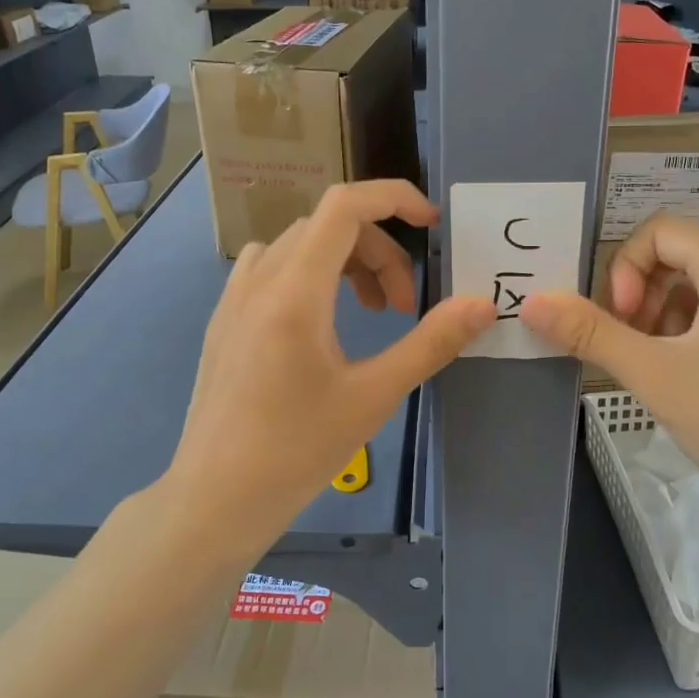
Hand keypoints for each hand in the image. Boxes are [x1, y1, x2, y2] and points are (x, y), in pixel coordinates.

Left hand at [163, 181, 495, 556]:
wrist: (215, 499)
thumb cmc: (297, 450)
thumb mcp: (374, 396)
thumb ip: (431, 342)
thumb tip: (483, 305)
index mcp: (295, 290)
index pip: (345, 206)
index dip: (394, 199)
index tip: (431, 224)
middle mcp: (259, 279)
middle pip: (328, 226)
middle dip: (379, 252)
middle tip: (403, 308)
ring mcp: (234, 298)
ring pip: (299, 245)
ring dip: (345, 261)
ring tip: (369, 312)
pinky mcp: (224, 321)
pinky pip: (271, 267)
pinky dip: (310, 273)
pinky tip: (320, 322)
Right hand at [519, 214, 698, 540]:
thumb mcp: (652, 374)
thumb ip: (589, 332)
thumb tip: (532, 302)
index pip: (661, 231)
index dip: (625, 268)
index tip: (620, 320)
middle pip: (685, 255)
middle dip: (644, 294)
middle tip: (631, 344)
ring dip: (669, 314)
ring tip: (661, 367)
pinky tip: (696, 379)